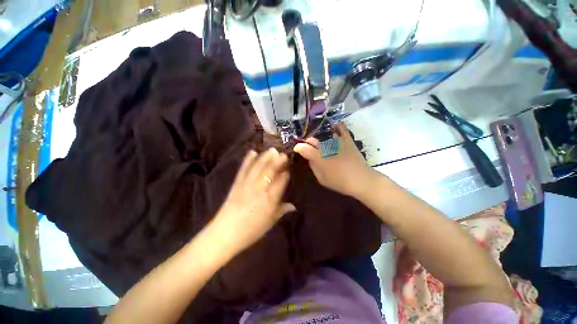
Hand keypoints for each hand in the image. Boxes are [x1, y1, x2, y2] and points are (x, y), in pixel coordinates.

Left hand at [212, 148, 295, 255]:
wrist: (225, 233)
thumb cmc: (251, 230)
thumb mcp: (270, 222)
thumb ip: (281, 211)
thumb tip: (293, 206)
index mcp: (270, 200)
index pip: (281, 182)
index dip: (286, 173)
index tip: (289, 167)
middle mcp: (260, 189)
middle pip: (270, 171)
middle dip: (278, 161)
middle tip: (283, 153)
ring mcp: (247, 185)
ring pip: (258, 168)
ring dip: (265, 157)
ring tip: (272, 150)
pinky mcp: (237, 183)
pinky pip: (243, 169)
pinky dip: (248, 160)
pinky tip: (252, 152)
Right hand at [294, 122, 375, 197]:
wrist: (361, 180)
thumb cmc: (339, 182)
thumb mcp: (322, 178)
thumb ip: (313, 167)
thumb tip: (309, 158)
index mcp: (318, 158)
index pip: (304, 149)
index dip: (298, 147)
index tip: (296, 148)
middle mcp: (326, 147)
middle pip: (313, 141)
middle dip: (308, 143)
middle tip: (307, 146)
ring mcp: (337, 142)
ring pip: (324, 135)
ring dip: (319, 138)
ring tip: (319, 142)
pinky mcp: (347, 140)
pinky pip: (342, 129)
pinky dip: (338, 126)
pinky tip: (335, 126)